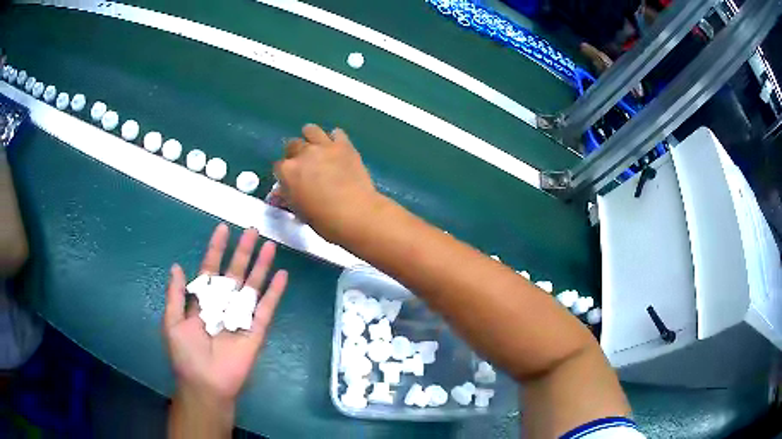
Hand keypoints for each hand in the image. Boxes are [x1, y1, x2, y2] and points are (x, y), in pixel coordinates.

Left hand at [163, 224, 287, 404]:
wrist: (205, 383)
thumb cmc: (186, 355)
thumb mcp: (173, 323)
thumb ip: (175, 295)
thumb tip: (176, 266)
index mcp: (203, 302)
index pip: (210, 269)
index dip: (216, 249)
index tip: (223, 229)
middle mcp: (223, 305)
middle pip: (235, 273)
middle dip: (243, 251)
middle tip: (253, 230)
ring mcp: (240, 317)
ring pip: (252, 286)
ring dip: (261, 266)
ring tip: (270, 245)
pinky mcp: (256, 330)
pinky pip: (266, 308)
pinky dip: (274, 292)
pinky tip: (281, 275)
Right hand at [274, 124, 382, 240]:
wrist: (355, 214)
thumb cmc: (323, 220)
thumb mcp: (299, 211)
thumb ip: (288, 196)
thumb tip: (281, 191)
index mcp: (287, 171)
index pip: (278, 166)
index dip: (284, 174)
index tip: (291, 180)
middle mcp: (303, 153)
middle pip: (293, 145)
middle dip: (295, 154)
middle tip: (305, 166)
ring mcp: (324, 146)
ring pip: (311, 130)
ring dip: (311, 138)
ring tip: (317, 148)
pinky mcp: (344, 145)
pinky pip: (336, 133)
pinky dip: (335, 139)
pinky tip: (337, 148)